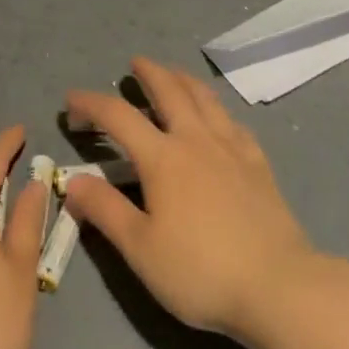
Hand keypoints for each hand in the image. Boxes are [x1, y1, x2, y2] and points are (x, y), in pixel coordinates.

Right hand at [62, 57, 314, 340]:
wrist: (278, 286)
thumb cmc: (201, 271)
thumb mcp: (140, 248)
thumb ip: (105, 210)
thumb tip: (72, 181)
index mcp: (163, 157)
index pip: (118, 116)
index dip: (91, 103)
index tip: (71, 100)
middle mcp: (196, 139)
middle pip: (169, 91)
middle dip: (149, 72)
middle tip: (135, 63)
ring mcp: (231, 148)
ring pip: (204, 98)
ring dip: (183, 79)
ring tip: (173, 73)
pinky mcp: (257, 163)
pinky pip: (233, 121)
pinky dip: (217, 109)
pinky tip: (218, 117)